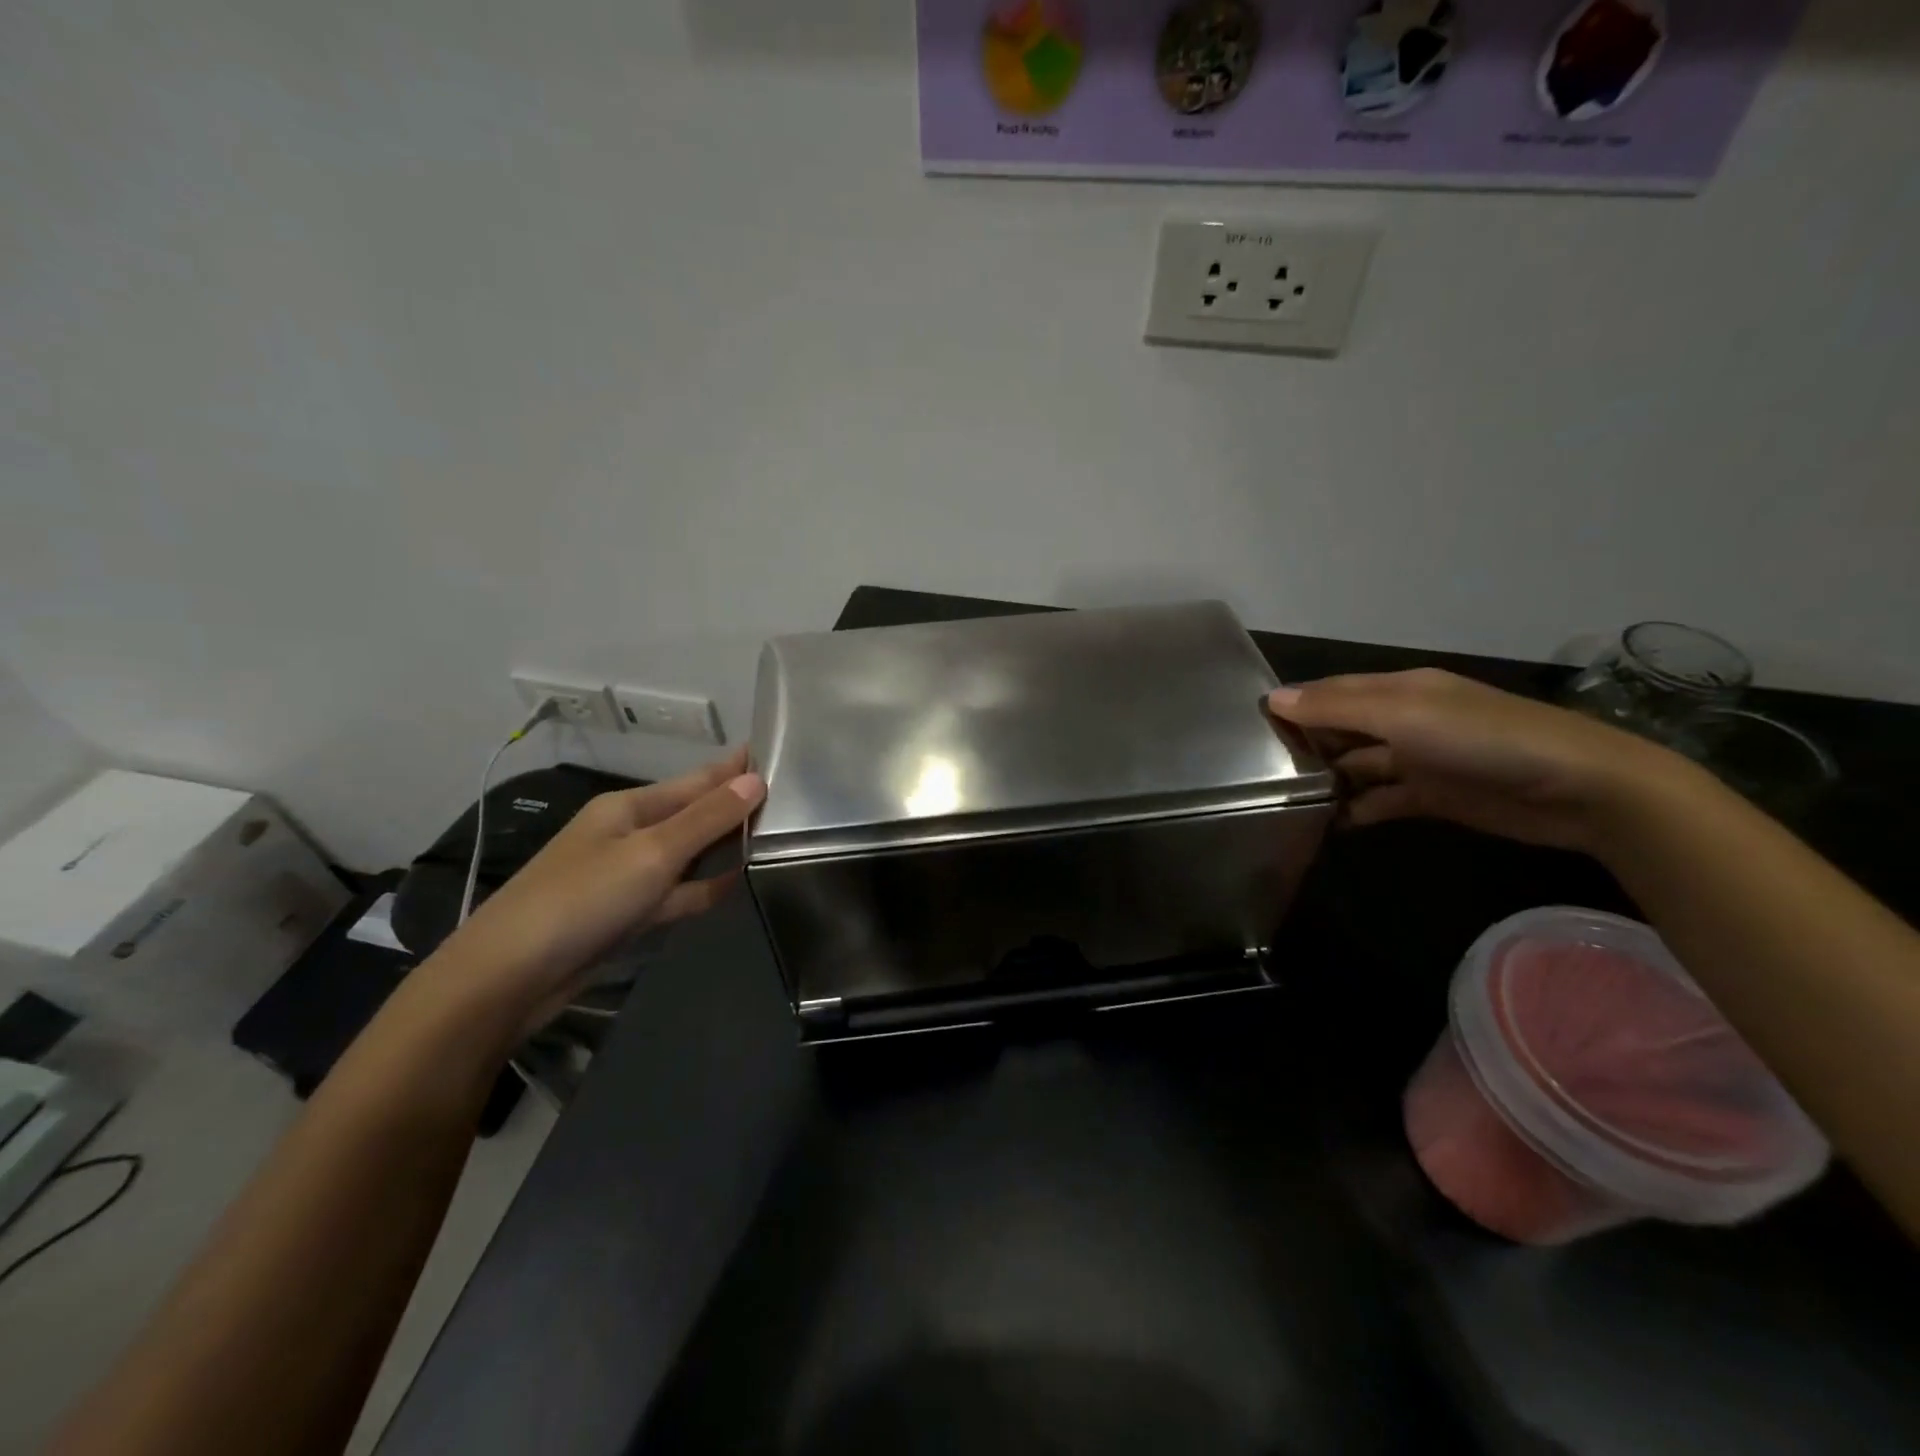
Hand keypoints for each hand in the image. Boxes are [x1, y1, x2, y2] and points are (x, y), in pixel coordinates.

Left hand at [429, 749, 765, 1034]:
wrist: (509, 978)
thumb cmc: (583, 899)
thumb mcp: (652, 852)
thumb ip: (707, 819)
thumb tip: (756, 780)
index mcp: (629, 807)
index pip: (695, 780)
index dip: (732, 768)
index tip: (772, 753)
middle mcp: (629, 835)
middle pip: (693, 815)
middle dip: (734, 807)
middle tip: (787, 800)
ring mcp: (627, 877)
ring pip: (689, 855)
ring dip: (723, 848)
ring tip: (774, 838)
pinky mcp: (628, 915)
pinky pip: (677, 892)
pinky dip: (704, 887)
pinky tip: (735, 883)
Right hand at [1268, 668, 1690, 853]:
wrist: (1579, 790)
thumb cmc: (1483, 740)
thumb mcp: (1403, 715)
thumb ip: (1336, 709)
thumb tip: (1273, 699)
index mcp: (1398, 690)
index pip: (1331, 692)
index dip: (1293, 706)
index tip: (1250, 728)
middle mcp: (1404, 720)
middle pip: (1341, 728)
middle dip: (1305, 744)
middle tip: (1257, 772)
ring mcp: (1418, 759)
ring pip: (1357, 766)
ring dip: (1326, 780)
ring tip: (1282, 801)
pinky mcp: (1432, 796)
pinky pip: (1380, 800)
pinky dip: (1355, 810)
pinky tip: (1326, 824)